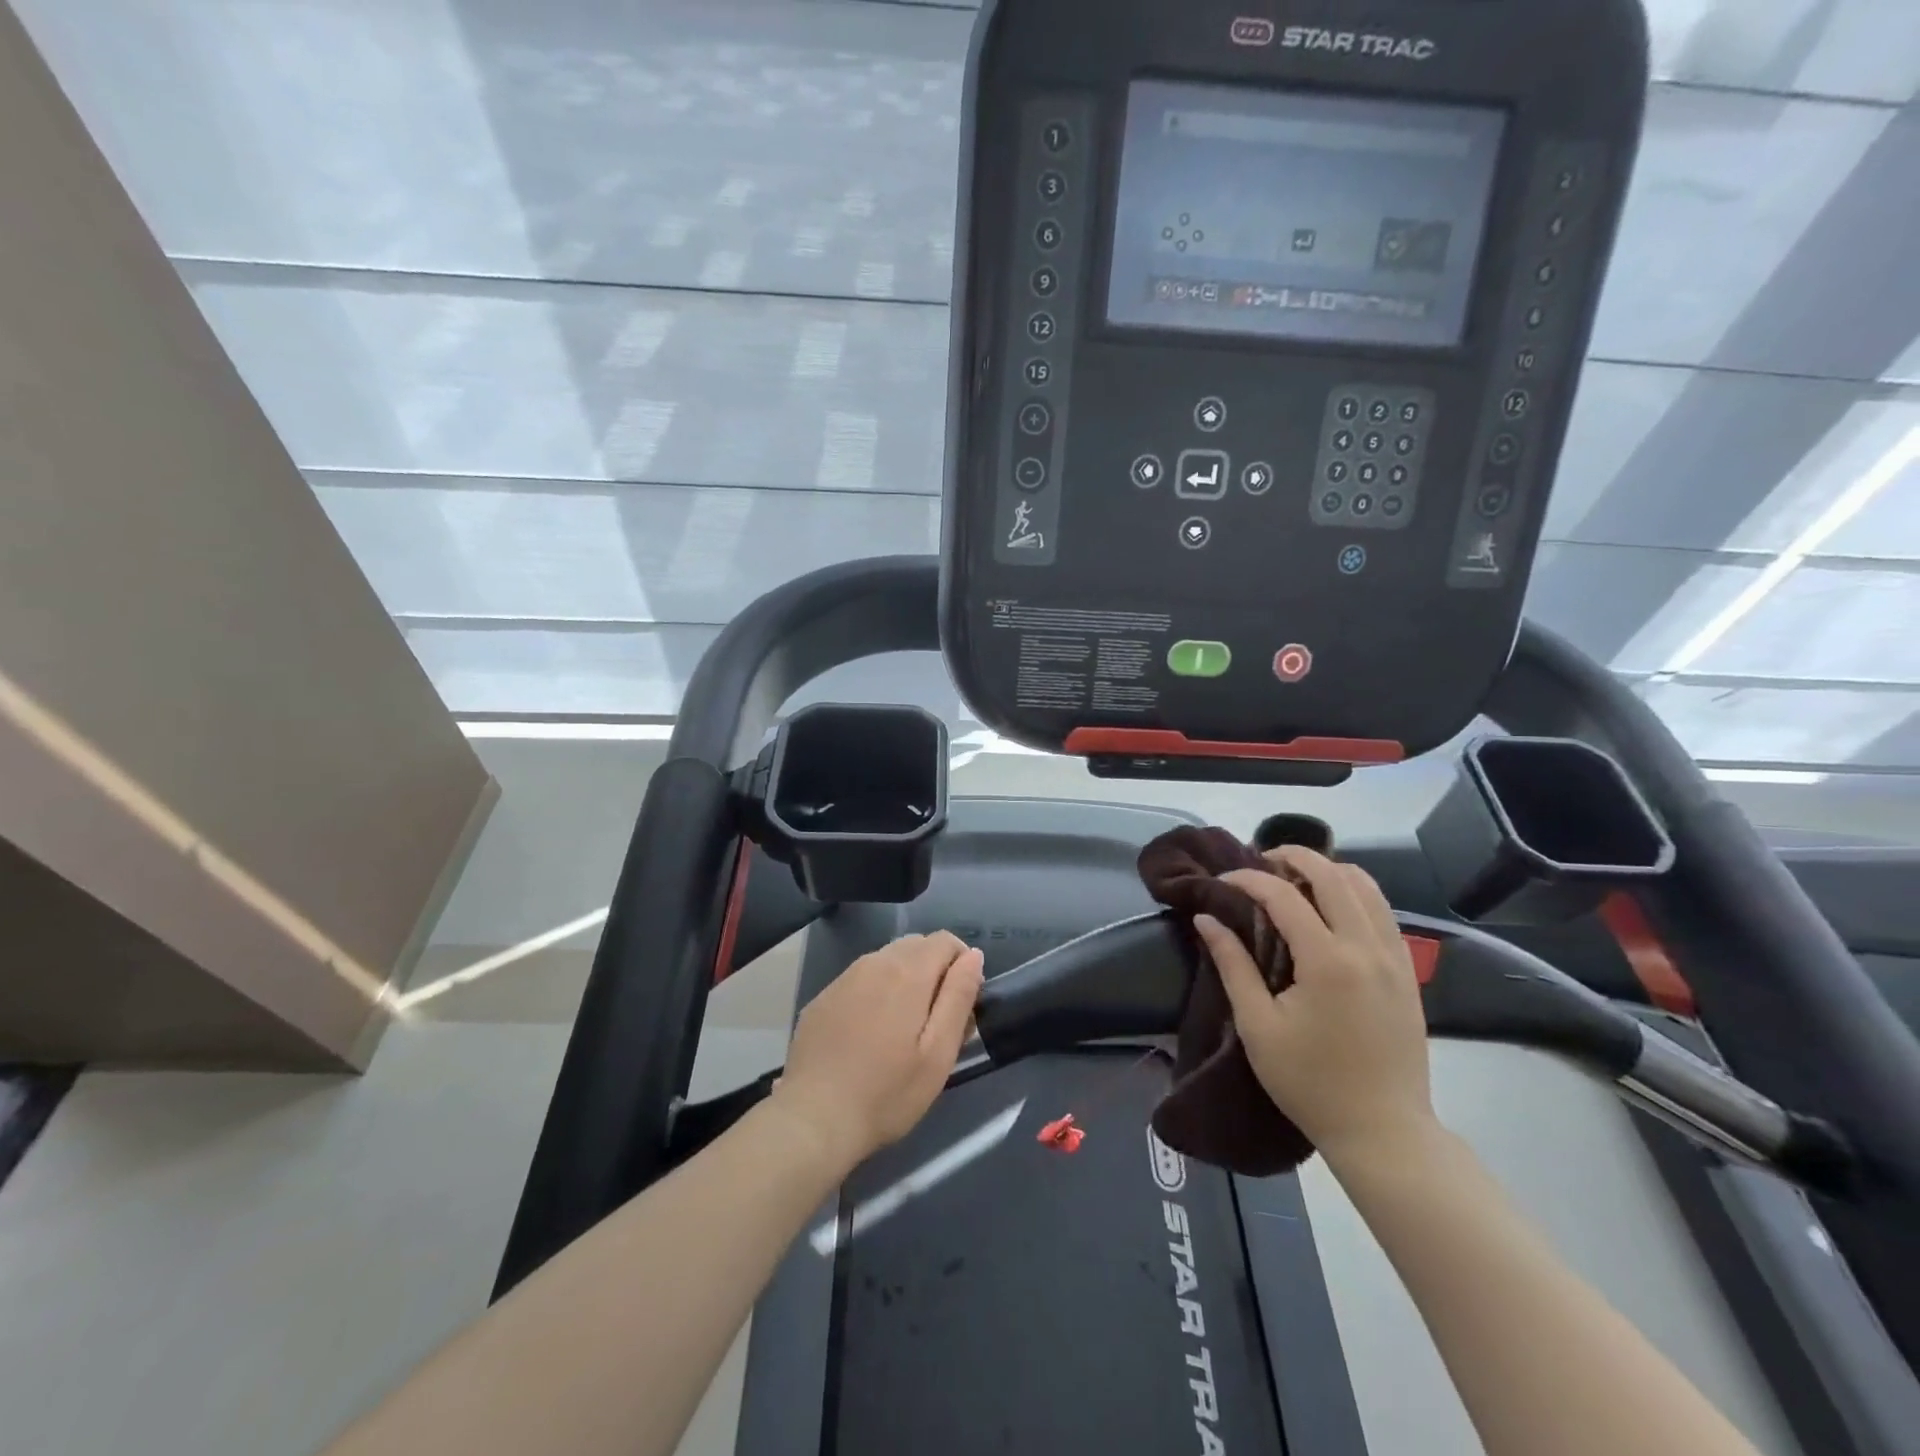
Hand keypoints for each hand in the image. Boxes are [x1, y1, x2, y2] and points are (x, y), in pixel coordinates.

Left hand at [771, 932, 984, 1173]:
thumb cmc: (886, 1093)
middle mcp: (874, 962)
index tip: (962, 1003)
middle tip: (937, 1020)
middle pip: (916, 946)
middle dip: (935, 970)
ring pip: (886, 960)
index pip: (945, 940)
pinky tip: (869, 1034)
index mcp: (908, 972)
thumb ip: (959, 997)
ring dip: (905, 979)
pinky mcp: (822, 997)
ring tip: (904, 1029)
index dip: (962, 963)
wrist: (812, 1120)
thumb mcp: (938, 1053)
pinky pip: (860, 979)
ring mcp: (843, 978)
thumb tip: (972, 956)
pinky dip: (875, 993)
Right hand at [1195, 846, 1435, 1166]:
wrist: (1384, 1132)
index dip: (1248, 879)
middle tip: (1260, 862)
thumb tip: (1206, 918)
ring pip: (1367, 886)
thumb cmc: (1311, 1082)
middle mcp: (1367, 948)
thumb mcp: (1258, 1026)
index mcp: (1328, 961)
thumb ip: (1232, 964)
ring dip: (1328, 871)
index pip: (1283, 895)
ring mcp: (1395, 958)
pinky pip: (1383, 912)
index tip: (1222, 882)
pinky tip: (1330, 911)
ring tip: (1295, 880)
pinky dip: (1354, 894)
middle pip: (1334, 874)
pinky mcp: (1408, 972)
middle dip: (1294, 856)